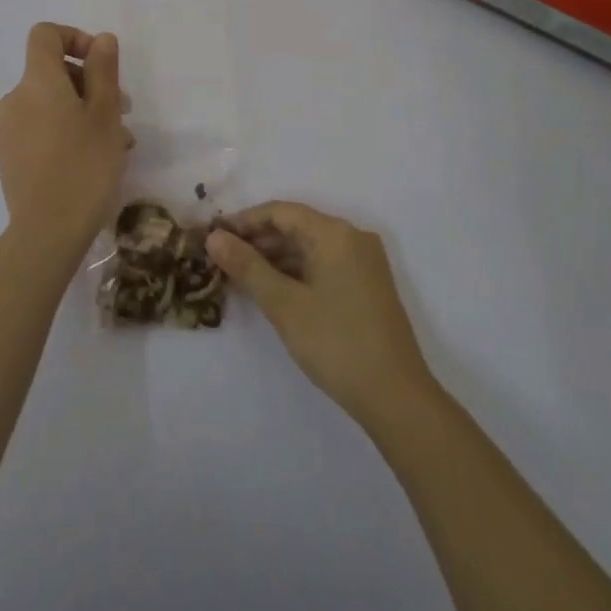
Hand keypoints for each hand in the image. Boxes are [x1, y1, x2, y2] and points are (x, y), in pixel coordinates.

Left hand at [0, 23, 131, 257]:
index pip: (45, 35)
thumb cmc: (85, 164)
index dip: (74, 38)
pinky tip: (90, 161)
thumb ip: (103, 70)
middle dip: (88, 83)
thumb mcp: (106, 113)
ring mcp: (8, 131)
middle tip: (122, 111)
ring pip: (49, 105)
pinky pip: (39, 130)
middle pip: (50, 73)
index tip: (102, 63)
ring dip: (81, 112)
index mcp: (37, 81)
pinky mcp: (9, 158)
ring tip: (115, 143)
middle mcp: (15, 99)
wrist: (47, 231)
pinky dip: (64, 133)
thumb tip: (101, 39)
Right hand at [208, 201, 436, 426]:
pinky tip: (271, 291)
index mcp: (336, 234)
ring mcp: (363, 263)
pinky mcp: (366, 286)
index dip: (245, 221)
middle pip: (296, 227)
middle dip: (257, 241)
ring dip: (274, 259)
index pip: (281, 212)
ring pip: (309, 248)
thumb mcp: (284, 304)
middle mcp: (353, 238)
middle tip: (221, 260)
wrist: (397, 398)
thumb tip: (214, 238)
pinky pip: (323, 265)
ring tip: (239, 277)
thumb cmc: (336, 343)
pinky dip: (295, 273)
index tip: (213, 237)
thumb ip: (247, 267)